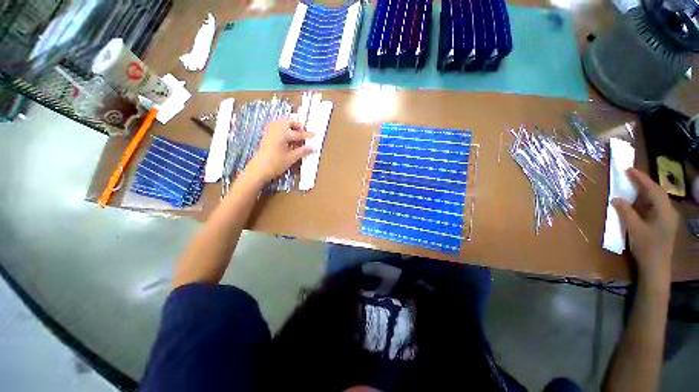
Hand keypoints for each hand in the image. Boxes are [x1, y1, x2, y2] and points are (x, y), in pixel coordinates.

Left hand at [245, 120, 313, 182]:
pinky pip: (277, 128)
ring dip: (290, 127)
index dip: (307, 135)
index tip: (315, 134)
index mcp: (283, 133)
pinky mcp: (266, 136)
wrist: (259, 169)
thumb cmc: (276, 163)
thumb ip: (303, 151)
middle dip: (297, 126)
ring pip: (282, 124)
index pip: (298, 133)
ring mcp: (270, 132)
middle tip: (304, 132)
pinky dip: (284, 131)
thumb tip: (314, 147)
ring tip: (297, 135)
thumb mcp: (292, 158)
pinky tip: (288, 139)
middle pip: (288, 122)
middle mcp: (275, 129)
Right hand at [612, 168, 678, 284]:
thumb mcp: (634, 229)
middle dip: (643, 182)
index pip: (653, 189)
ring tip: (632, 185)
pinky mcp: (663, 223)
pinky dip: (645, 200)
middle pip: (657, 192)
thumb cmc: (647, 247)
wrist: (656, 267)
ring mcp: (667, 218)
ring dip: (644, 191)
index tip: (628, 169)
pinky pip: (654, 206)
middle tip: (629, 175)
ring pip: (656, 199)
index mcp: (664, 211)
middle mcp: (669, 211)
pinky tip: (638, 201)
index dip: (641, 178)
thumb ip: (626, 212)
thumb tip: (616, 198)